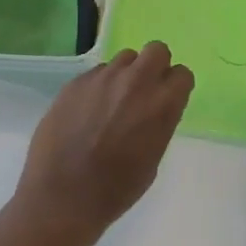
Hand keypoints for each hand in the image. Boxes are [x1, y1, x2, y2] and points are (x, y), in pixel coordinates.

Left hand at [14, 43, 194, 241]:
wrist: (63, 195)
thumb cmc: (115, 189)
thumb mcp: (152, 158)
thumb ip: (158, 123)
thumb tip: (153, 108)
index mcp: (161, 104)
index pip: (182, 73)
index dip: (175, 86)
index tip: (167, 98)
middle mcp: (135, 82)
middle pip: (156, 50)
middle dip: (155, 66)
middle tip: (143, 90)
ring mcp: (103, 78)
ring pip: (124, 58)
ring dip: (125, 74)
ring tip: (112, 102)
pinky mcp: (76, 81)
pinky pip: (96, 73)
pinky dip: (98, 86)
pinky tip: (86, 112)